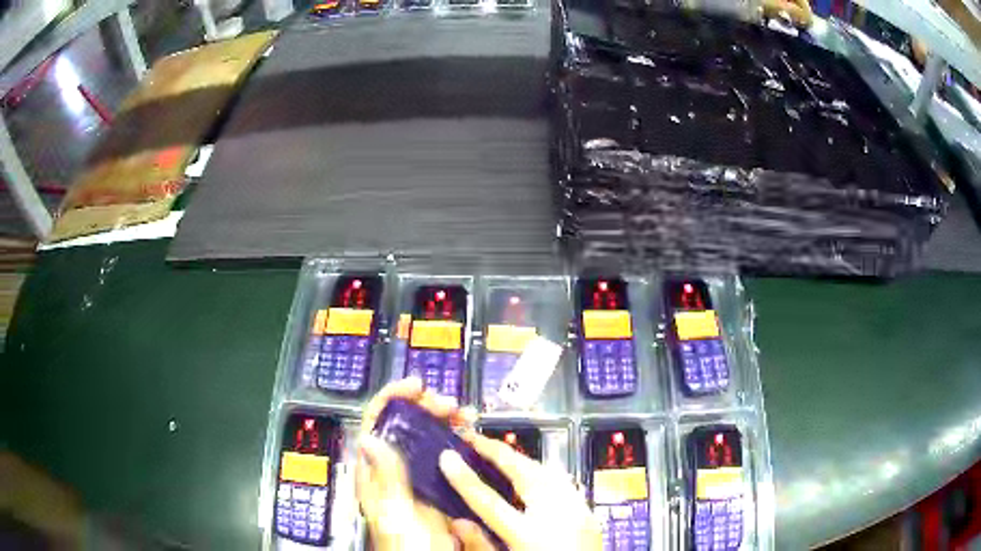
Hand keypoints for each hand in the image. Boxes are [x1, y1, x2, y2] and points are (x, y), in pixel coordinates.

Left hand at [355, 377, 475, 550]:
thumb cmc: (406, 545)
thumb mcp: (395, 512)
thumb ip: (385, 478)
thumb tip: (368, 438)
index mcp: (375, 472)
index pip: (374, 424)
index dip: (391, 399)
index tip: (414, 387)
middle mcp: (395, 469)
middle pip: (404, 425)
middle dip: (425, 407)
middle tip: (449, 404)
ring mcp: (418, 476)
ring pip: (427, 437)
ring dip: (444, 420)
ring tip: (465, 415)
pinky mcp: (439, 485)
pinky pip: (446, 454)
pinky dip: (458, 440)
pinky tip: (471, 436)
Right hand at [438, 431, 603, 550]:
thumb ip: (481, 546)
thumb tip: (456, 523)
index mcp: (531, 537)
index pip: (489, 501)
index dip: (464, 477)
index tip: (446, 456)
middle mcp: (559, 518)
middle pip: (526, 473)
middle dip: (499, 453)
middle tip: (474, 441)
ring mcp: (579, 513)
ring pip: (549, 472)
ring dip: (522, 461)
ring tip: (498, 455)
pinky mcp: (588, 514)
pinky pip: (564, 483)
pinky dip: (544, 474)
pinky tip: (533, 476)